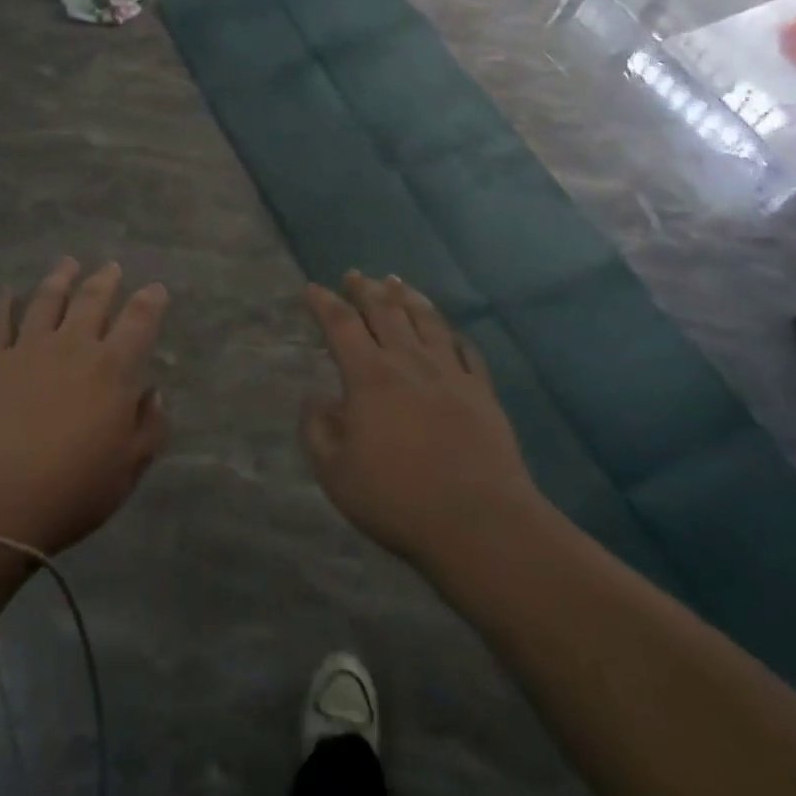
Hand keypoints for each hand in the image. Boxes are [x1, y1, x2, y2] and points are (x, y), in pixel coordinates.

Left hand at [0, 259, 169, 553]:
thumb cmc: (72, 490)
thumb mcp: (129, 469)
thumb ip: (150, 427)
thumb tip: (154, 393)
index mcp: (113, 370)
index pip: (139, 322)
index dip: (150, 301)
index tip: (156, 288)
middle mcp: (73, 346)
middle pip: (92, 301)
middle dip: (106, 280)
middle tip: (112, 267)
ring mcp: (28, 349)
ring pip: (47, 300)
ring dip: (60, 279)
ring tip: (68, 264)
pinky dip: (3, 304)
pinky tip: (5, 292)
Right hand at [301, 273, 546, 574]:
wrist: (479, 521)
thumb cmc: (397, 497)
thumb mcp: (335, 472)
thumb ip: (318, 429)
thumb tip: (316, 398)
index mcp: (369, 376)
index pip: (342, 325)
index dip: (325, 303)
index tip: (313, 288)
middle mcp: (409, 362)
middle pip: (385, 312)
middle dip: (366, 290)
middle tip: (355, 275)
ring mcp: (450, 373)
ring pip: (427, 321)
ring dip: (408, 298)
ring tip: (397, 282)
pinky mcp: (482, 391)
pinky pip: (465, 349)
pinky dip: (451, 333)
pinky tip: (448, 330)